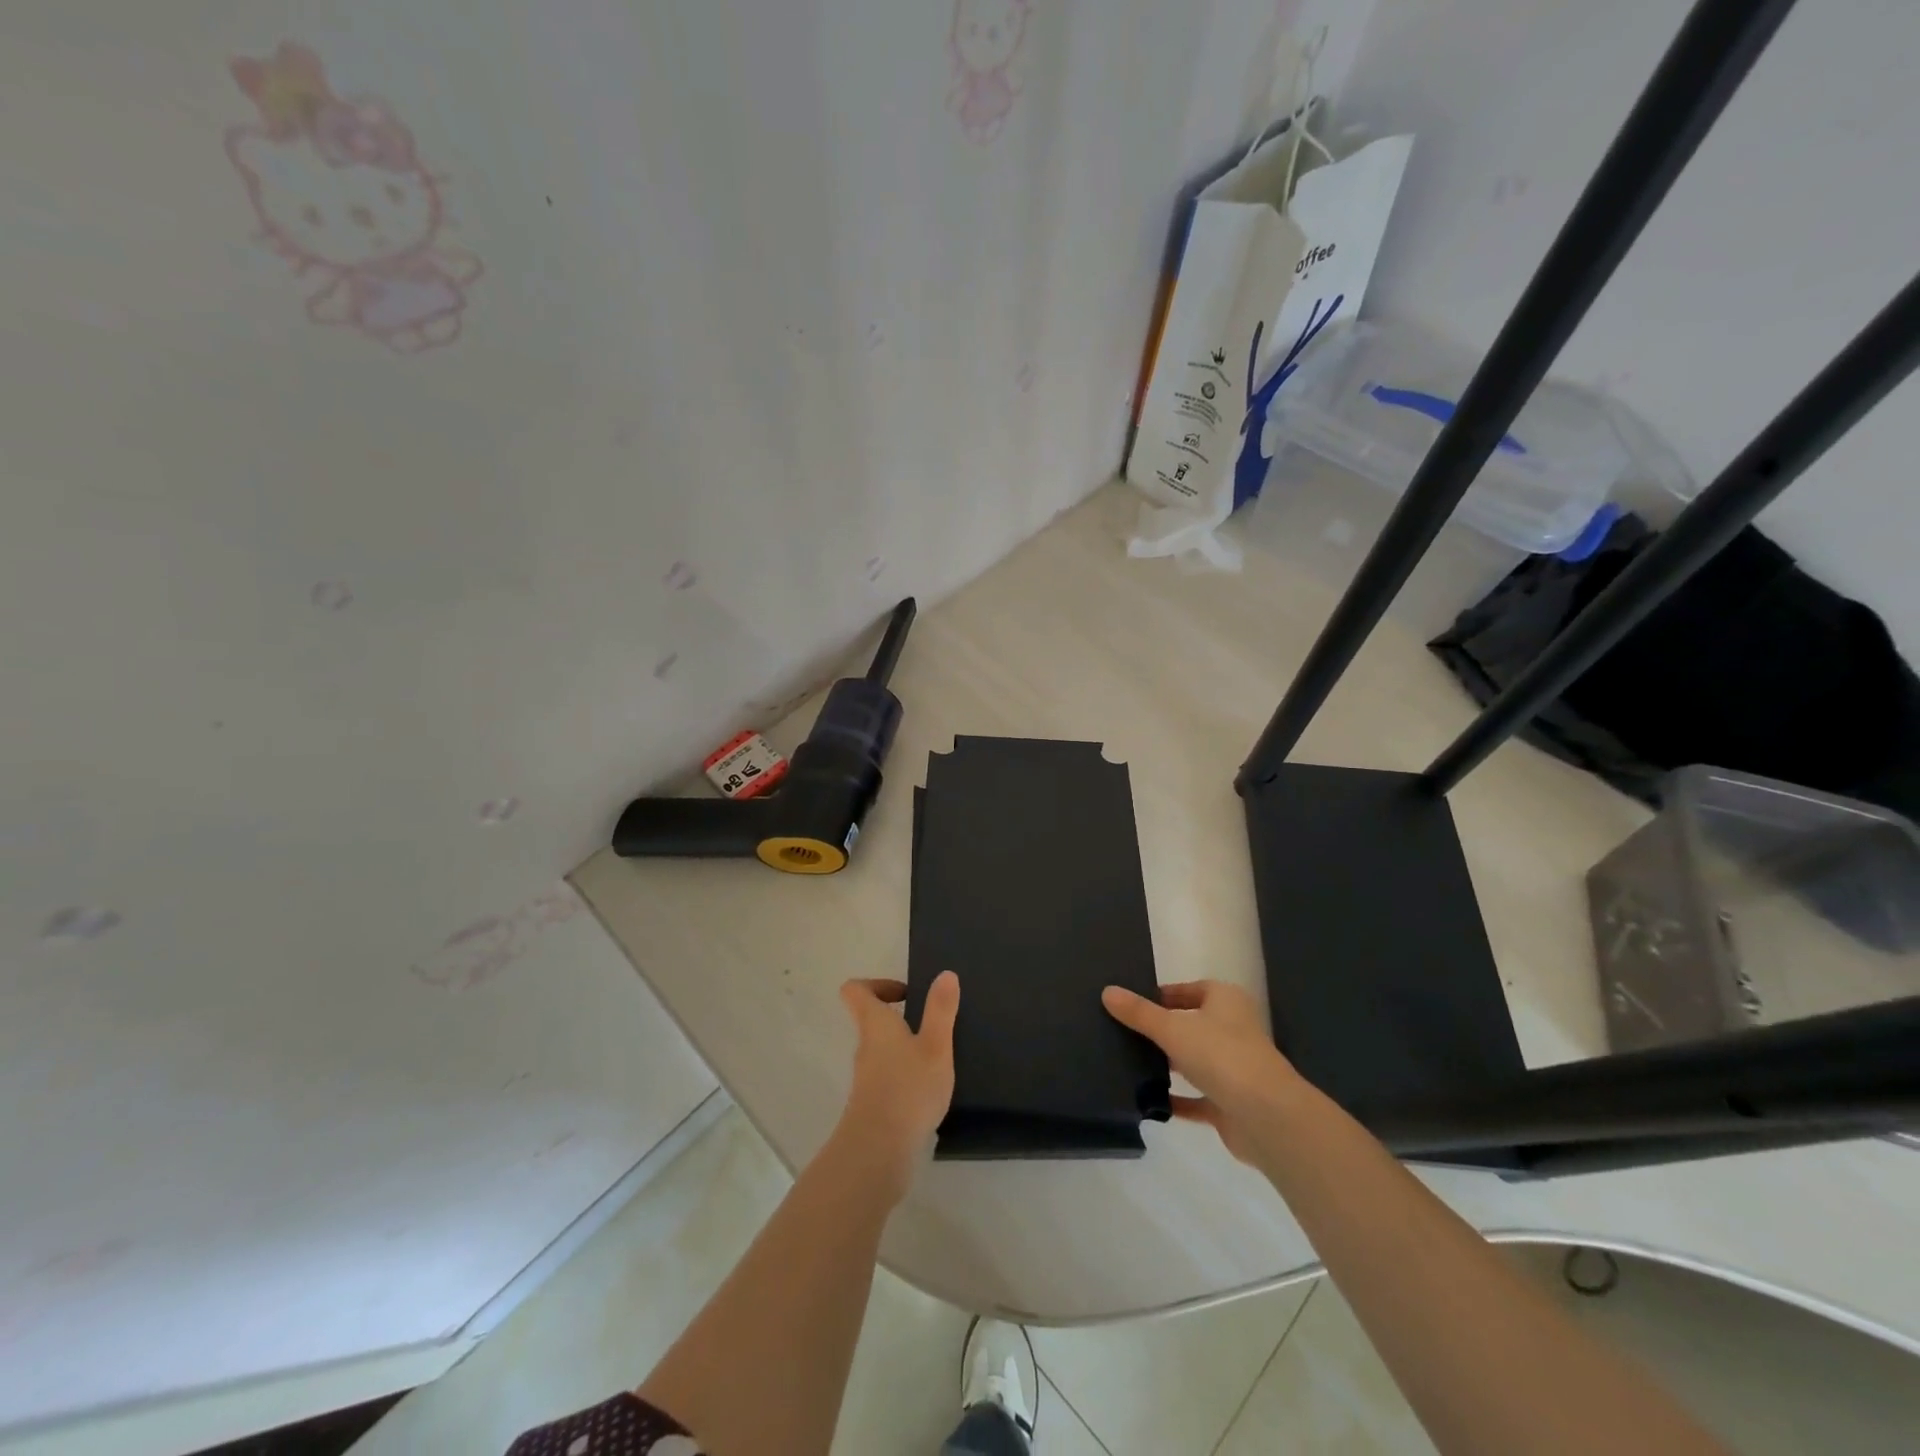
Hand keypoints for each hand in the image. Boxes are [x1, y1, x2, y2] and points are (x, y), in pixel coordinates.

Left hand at [833, 972, 958, 1198]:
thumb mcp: (935, 1045)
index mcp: (875, 1024)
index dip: (877, 984)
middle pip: (872, 1020)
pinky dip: (906, 1076)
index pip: (855, 990)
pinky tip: (932, 1090)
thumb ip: (940, 1010)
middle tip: (934, 1025)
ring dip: (906, 1048)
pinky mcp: (874, 1105)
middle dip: (900, 1017)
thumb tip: (944, 974)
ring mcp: (867, 1078)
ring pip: (882, 1050)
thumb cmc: (908, 1089)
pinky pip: (888, 1077)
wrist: (879, 1152)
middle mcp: (865, 1046)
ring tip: (939, 1057)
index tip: (907, 994)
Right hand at [1102, 980, 1303, 1165]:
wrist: (1267, 1117)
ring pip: (1193, 1060)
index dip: (1159, 995)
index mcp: (1225, 1000)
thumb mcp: (1172, 1028)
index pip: (1187, 990)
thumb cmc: (1221, 1055)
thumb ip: (1139, 1013)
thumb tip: (1107, 991)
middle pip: (1189, 1024)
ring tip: (1127, 1063)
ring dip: (1168, 1064)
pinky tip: (1147, 1101)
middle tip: (1121, 1032)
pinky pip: (1196, 1098)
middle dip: (1160, 1030)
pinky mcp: (1230, 1103)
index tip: (1129, 1004)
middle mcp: (1233, 1029)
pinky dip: (1176, 1100)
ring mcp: (1234, 1068)